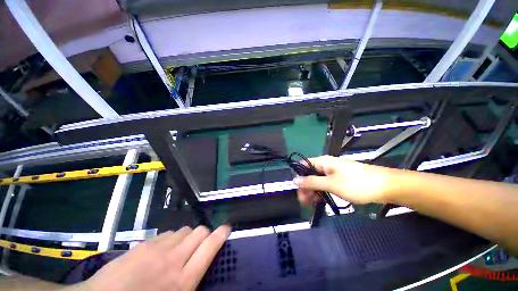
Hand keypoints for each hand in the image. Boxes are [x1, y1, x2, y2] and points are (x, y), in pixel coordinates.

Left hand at [70, 225, 230, 290]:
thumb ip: (191, 284)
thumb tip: (202, 267)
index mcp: (183, 281)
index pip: (210, 246)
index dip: (222, 234)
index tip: (226, 228)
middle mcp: (174, 260)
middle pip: (200, 232)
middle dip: (204, 234)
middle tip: (200, 244)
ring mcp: (157, 249)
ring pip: (184, 230)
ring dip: (187, 237)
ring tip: (179, 249)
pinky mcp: (144, 244)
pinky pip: (168, 233)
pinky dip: (171, 238)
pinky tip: (162, 250)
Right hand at [293, 155, 395, 204]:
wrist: (386, 186)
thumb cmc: (356, 184)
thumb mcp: (331, 184)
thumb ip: (311, 182)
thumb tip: (294, 180)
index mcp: (322, 162)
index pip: (303, 165)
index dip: (299, 176)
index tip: (298, 190)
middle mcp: (326, 165)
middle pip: (310, 174)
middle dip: (306, 187)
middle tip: (305, 202)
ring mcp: (333, 172)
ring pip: (318, 180)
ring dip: (313, 191)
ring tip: (313, 204)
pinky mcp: (340, 179)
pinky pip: (326, 184)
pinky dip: (322, 192)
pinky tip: (322, 200)